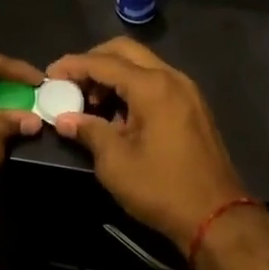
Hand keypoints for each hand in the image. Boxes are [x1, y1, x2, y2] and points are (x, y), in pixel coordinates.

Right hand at [44, 39, 248, 256]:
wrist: (218, 218)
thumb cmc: (162, 188)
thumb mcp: (115, 162)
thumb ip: (88, 131)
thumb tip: (64, 119)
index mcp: (151, 86)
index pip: (103, 62)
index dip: (73, 66)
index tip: (50, 74)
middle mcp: (171, 77)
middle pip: (125, 51)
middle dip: (94, 61)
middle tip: (72, 82)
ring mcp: (186, 90)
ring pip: (142, 65)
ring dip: (114, 75)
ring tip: (92, 103)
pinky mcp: (193, 106)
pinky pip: (156, 81)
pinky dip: (133, 87)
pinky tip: (119, 114)